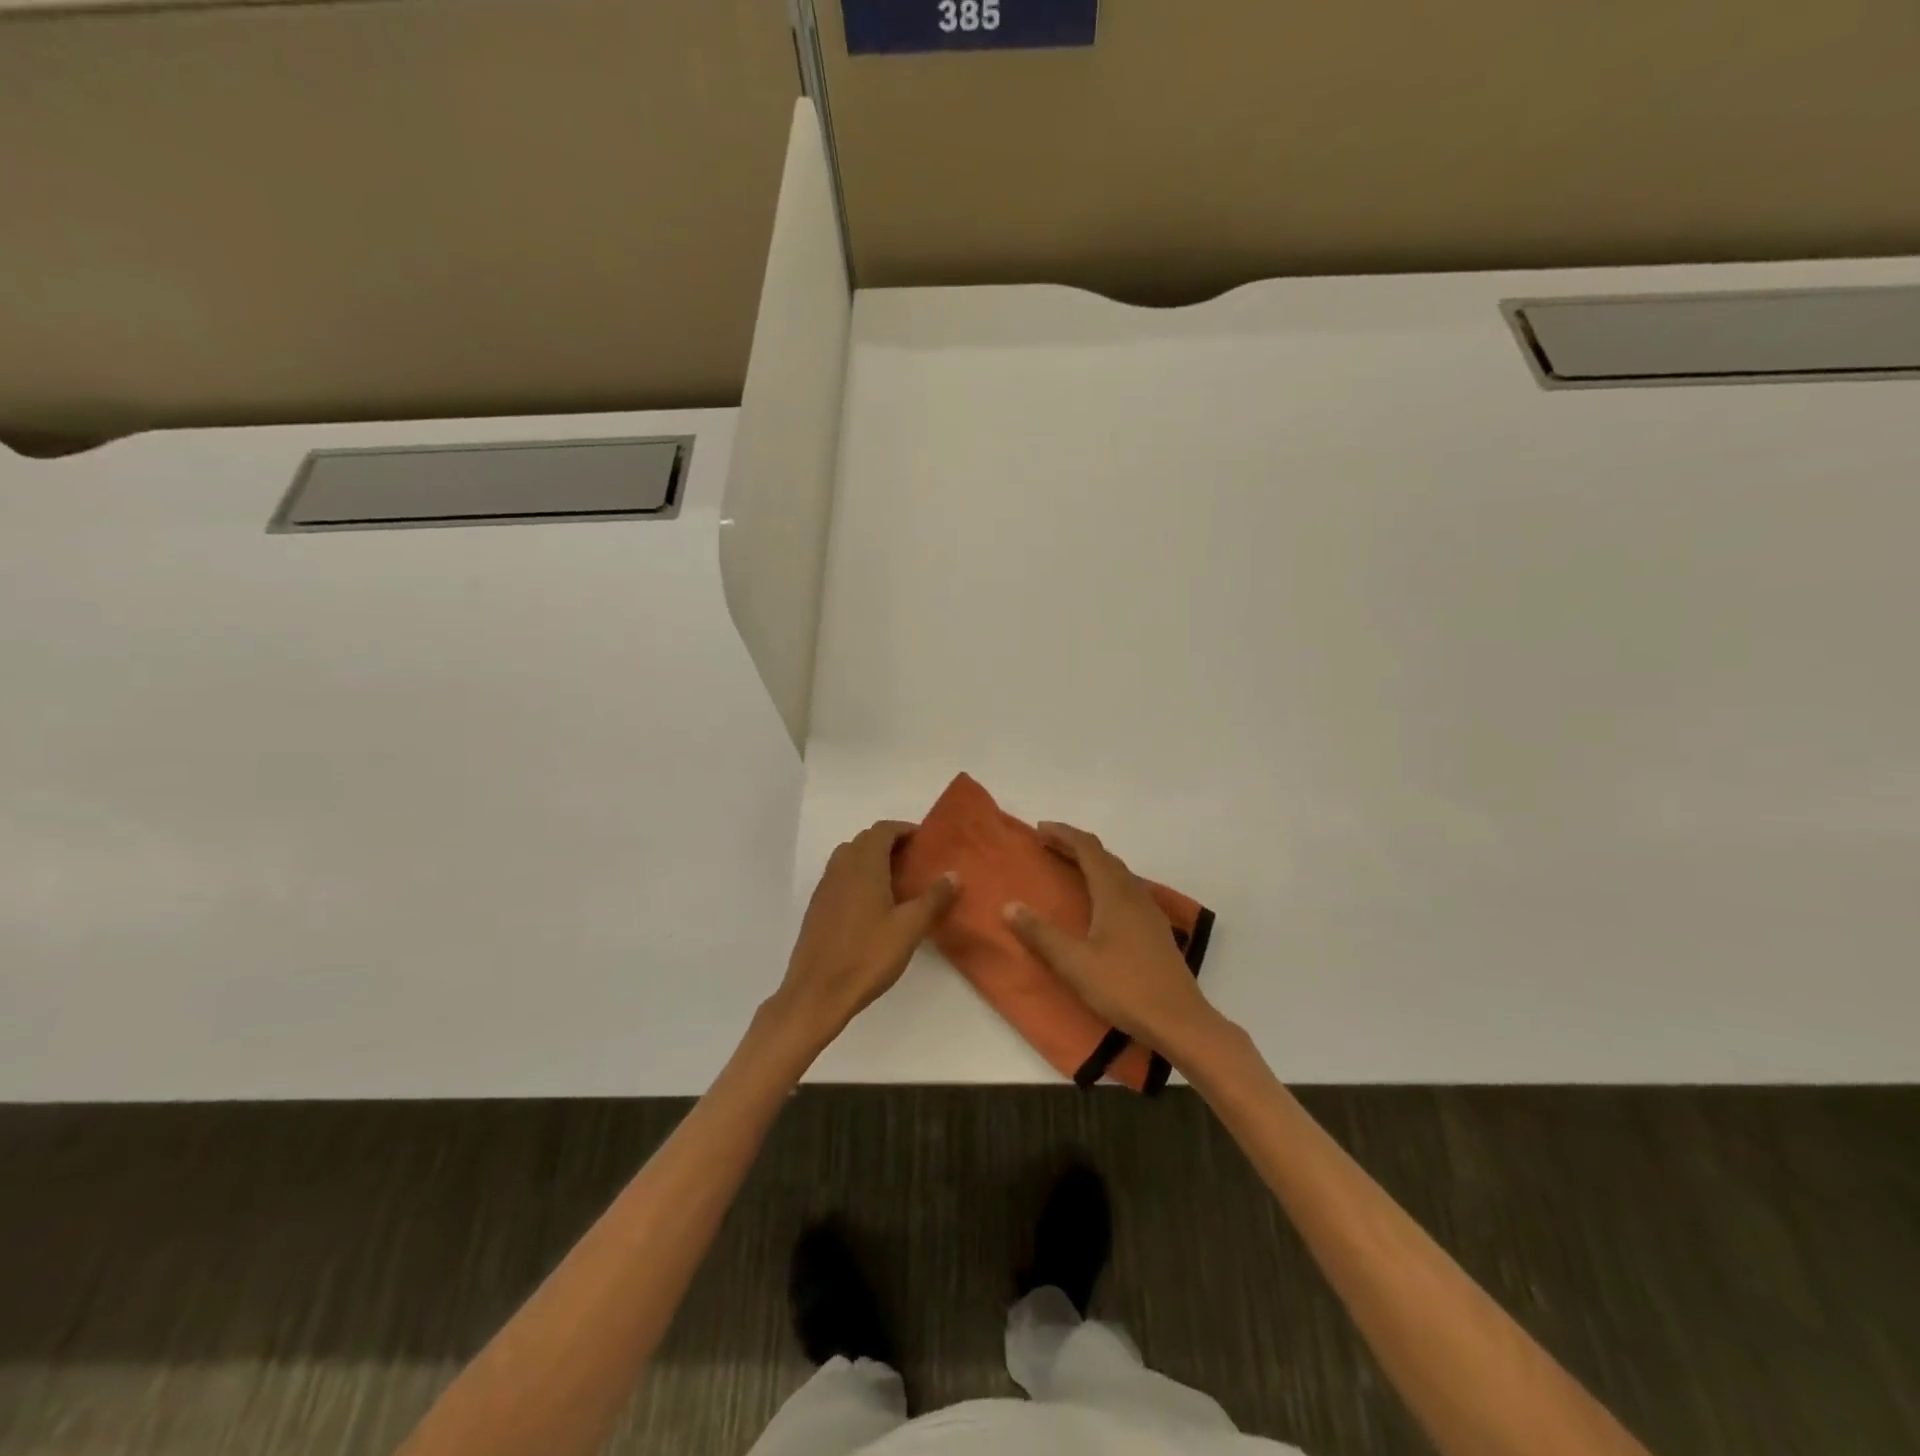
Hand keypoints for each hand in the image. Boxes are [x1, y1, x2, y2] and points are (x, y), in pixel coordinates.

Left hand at [774, 820, 958, 1047]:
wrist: (817, 993)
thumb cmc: (867, 956)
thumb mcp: (909, 928)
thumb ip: (933, 898)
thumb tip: (953, 874)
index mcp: (864, 866)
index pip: (882, 830)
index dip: (904, 830)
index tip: (924, 841)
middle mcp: (841, 868)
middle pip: (865, 840)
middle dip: (889, 843)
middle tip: (914, 861)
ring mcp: (825, 887)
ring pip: (849, 858)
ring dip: (871, 859)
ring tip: (896, 881)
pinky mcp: (817, 907)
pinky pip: (839, 877)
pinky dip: (857, 877)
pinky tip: (872, 905)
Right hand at [1003, 822, 1222, 1057]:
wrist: (1179, 1021)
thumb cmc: (1124, 988)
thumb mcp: (1074, 964)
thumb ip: (1040, 934)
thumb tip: (1009, 906)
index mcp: (1114, 894)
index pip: (1088, 848)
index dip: (1064, 834)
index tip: (1040, 829)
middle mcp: (1134, 894)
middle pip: (1104, 856)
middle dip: (1075, 845)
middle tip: (1048, 845)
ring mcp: (1149, 911)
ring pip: (1119, 872)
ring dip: (1093, 862)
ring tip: (1069, 867)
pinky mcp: (1156, 929)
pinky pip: (1127, 888)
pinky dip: (1106, 880)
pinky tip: (1100, 901)